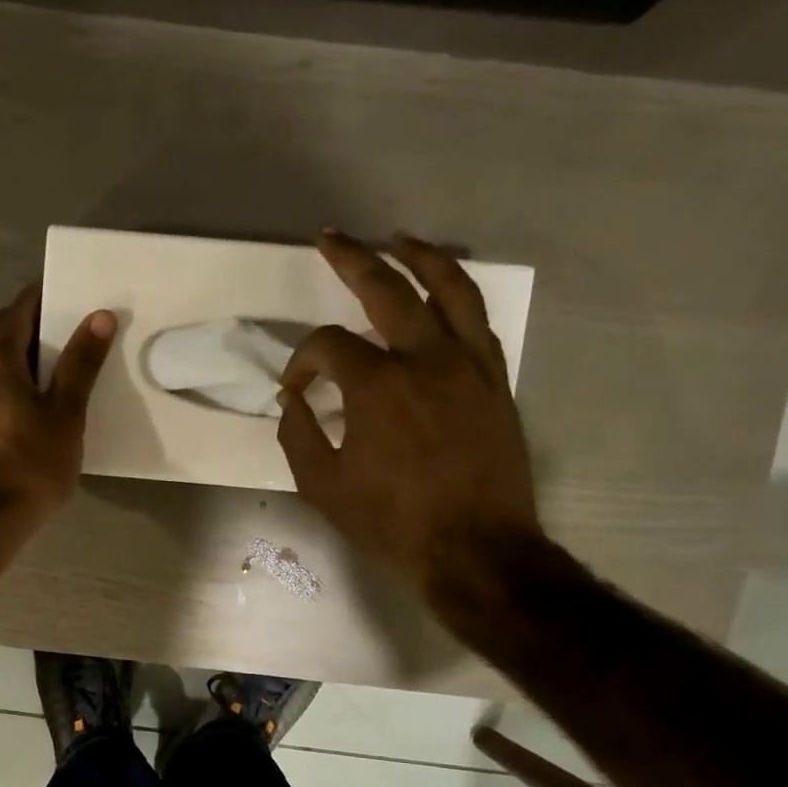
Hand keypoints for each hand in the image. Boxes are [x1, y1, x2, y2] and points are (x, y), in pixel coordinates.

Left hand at [0, 284, 114, 532]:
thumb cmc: (31, 463)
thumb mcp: (66, 413)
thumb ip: (81, 364)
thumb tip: (99, 316)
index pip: (17, 312)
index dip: (40, 296)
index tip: (66, 290)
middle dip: (14, 319)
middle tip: (46, 326)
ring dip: (5, 349)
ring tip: (42, 363)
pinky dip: (2, 377)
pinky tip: (27, 398)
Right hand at [278, 228, 541, 598]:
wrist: (474, 549)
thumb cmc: (391, 522)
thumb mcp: (321, 486)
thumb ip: (298, 435)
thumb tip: (293, 400)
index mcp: (377, 385)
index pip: (329, 346)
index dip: (301, 361)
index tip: (294, 389)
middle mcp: (425, 359)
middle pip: (388, 288)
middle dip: (353, 258)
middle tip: (330, 237)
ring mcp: (468, 365)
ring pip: (450, 288)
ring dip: (421, 256)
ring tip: (398, 240)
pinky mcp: (494, 381)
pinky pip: (477, 322)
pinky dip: (457, 296)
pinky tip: (441, 293)